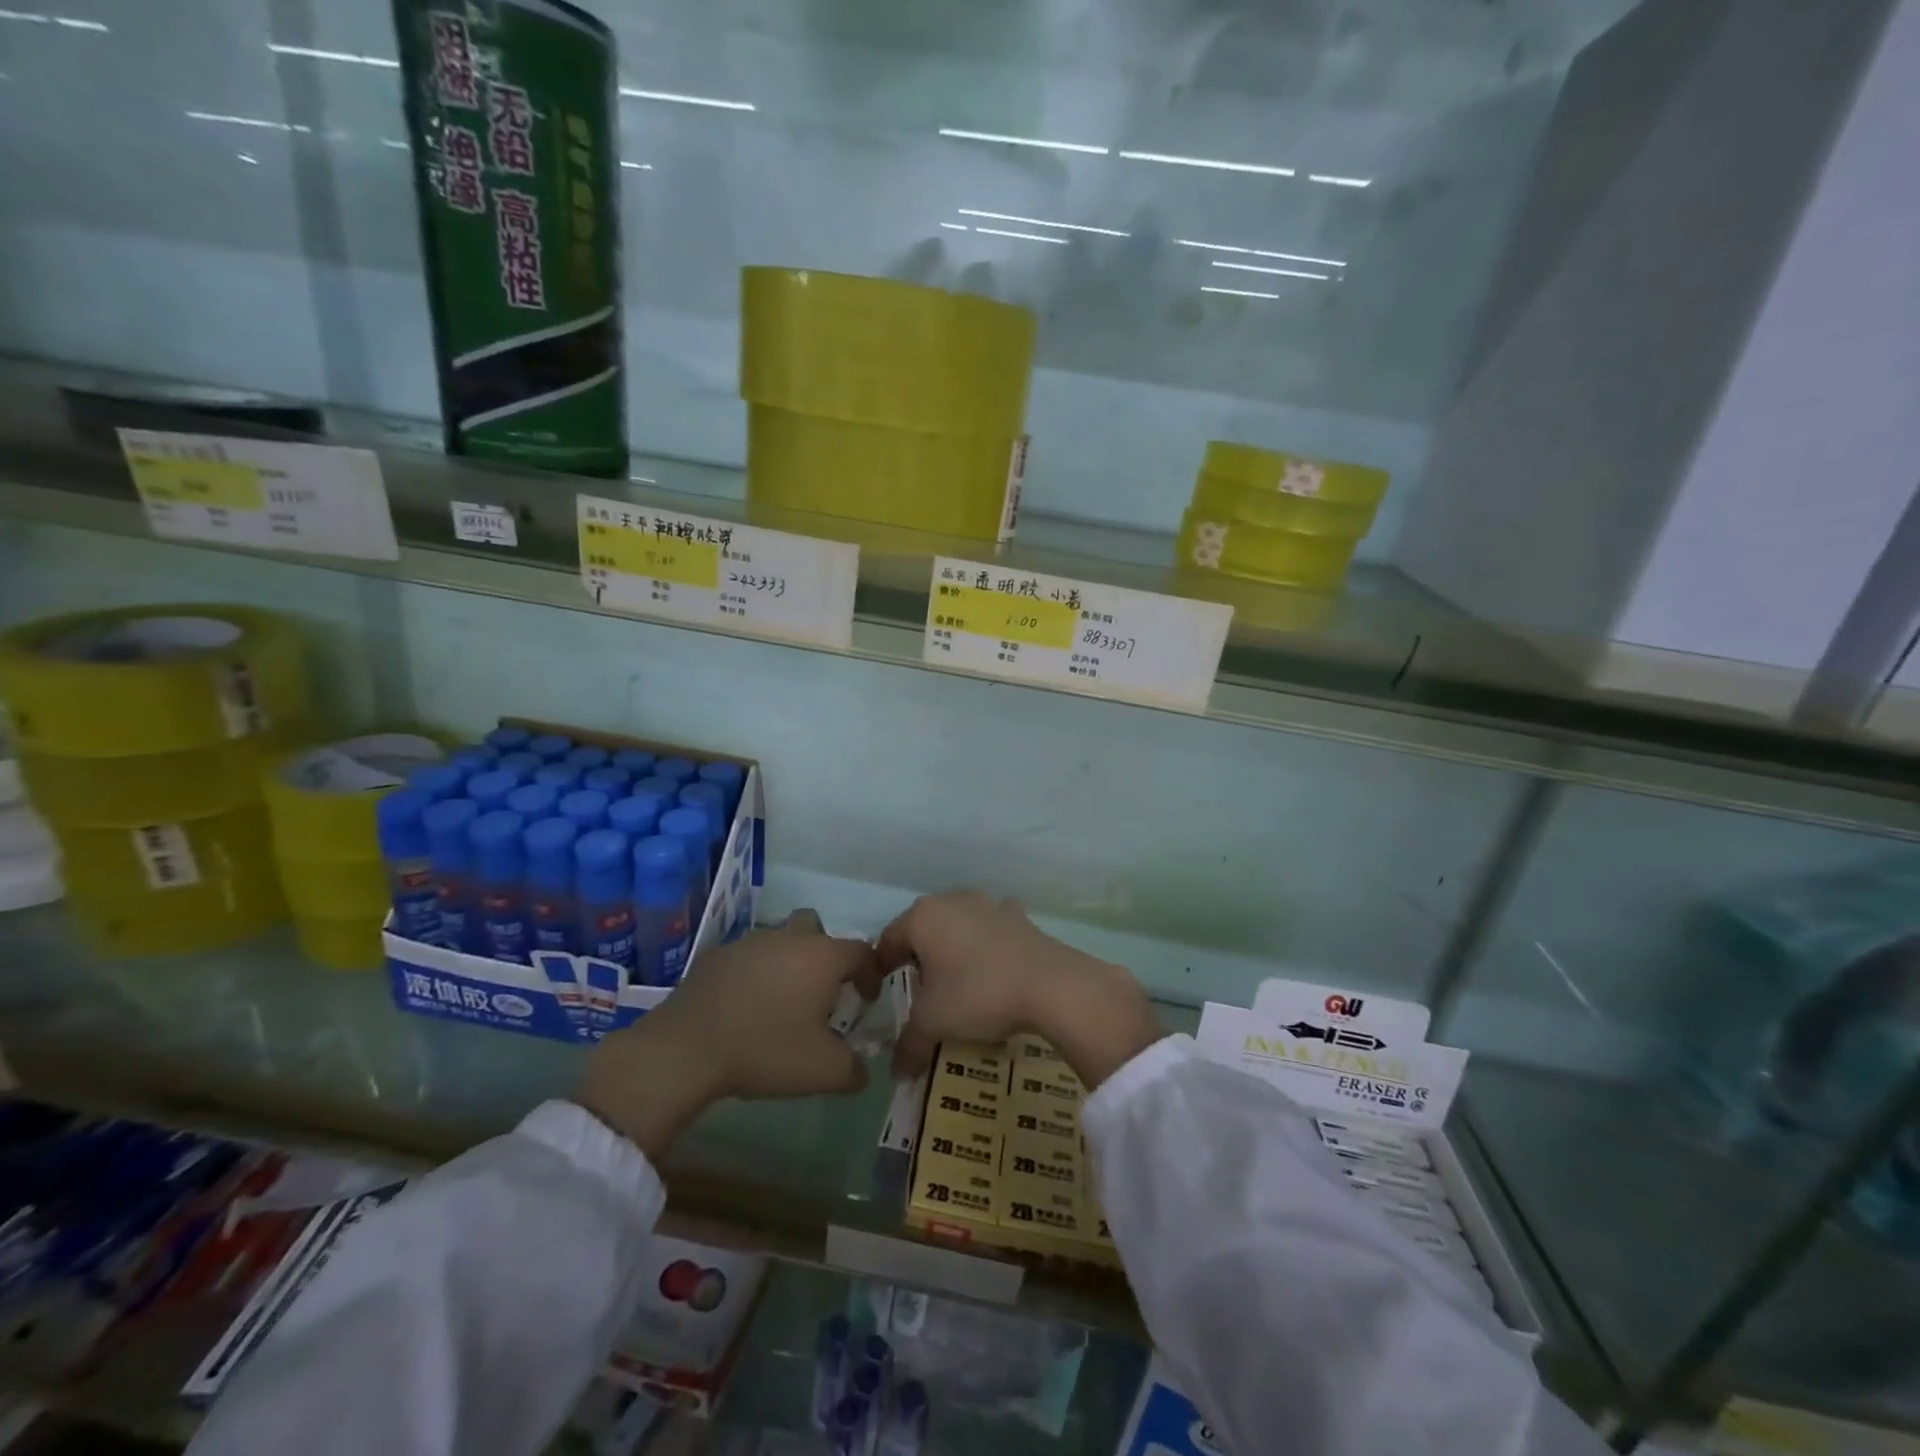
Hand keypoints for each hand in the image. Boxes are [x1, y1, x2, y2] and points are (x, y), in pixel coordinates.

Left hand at [576, 910, 882, 1157]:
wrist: (686, 1048)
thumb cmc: (766, 1050)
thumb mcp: (822, 1071)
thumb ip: (853, 1070)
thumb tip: (861, 1071)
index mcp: (822, 957)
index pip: (861, 952)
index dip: (870, 974)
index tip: (866, 1000)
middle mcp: (789, 938)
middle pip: (817, 929)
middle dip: (824, 953)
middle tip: (820, 990)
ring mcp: (749, 942)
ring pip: (779, 940)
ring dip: (787, 963)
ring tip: (780, 1002)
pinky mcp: (716, 955)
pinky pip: (746, 958)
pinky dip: (753, 974)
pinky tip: (744, 1006)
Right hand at [877, 891, 1163, 1091]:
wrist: (1051, 984)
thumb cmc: (977, 994)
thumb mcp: (933, 1023)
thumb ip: (909, 1044)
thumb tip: (897, 1071)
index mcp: (922, 917)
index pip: (888, 941)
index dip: (882, 970)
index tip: (883, 997)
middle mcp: (952, 900)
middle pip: (923, 931)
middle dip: (919, 960)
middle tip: (922, 996)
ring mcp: (988, 904)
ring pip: (958, 928)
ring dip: (954, 951)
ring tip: (959, 986)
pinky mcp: (1018, 916)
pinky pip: (991, 931)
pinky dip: (987, 948)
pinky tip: (995, 972)